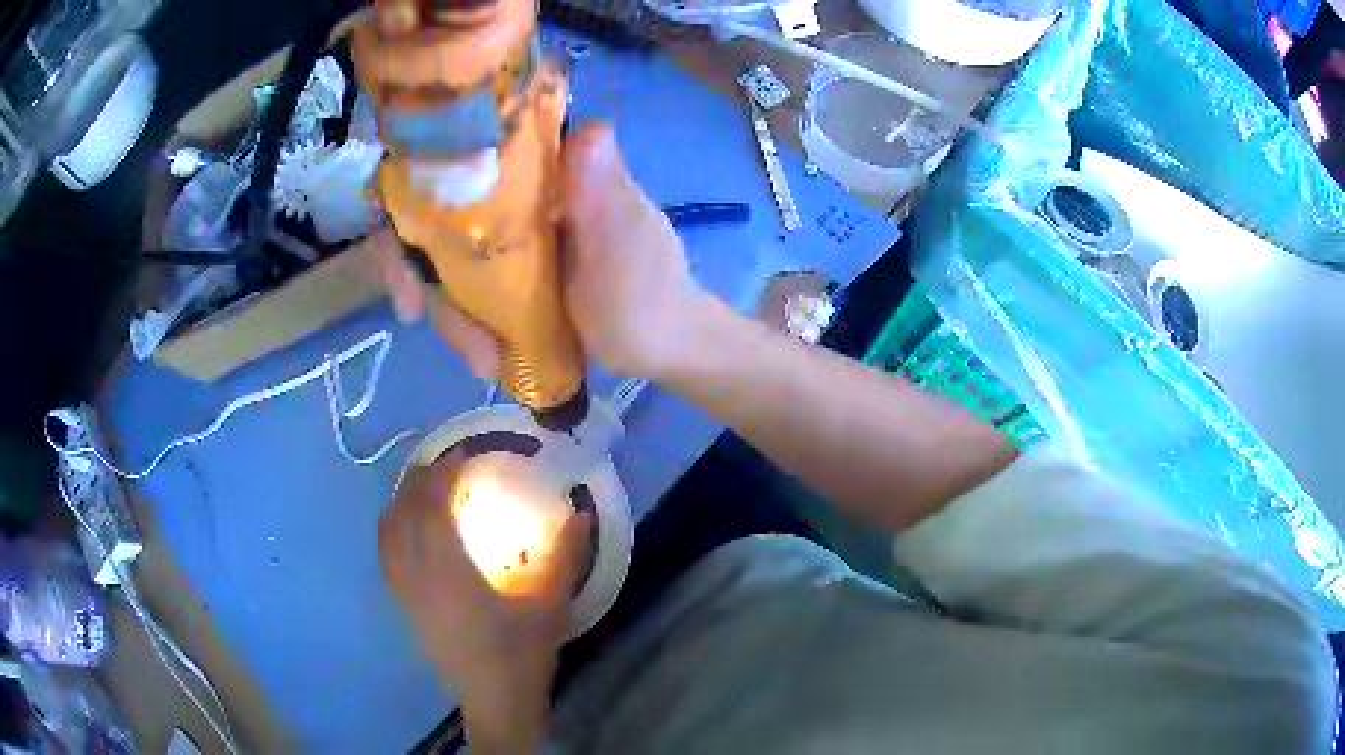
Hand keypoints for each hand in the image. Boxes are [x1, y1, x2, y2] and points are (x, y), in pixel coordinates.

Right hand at [367, 124, 709, 379]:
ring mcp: (509, 236)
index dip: (418, 185)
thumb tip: (590, 131)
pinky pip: (463, 290)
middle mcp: (519, 193)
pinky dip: (464, 324)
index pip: (467, 153)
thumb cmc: (649, 294)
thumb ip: (607, 196)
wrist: (663, 346)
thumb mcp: (626, 247)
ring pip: (444, 258)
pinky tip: (486, 356)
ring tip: (483, 358)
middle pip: (437, 211)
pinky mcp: (507, 274)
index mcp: (549, 171)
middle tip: (412, 309)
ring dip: (450, 313)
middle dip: (413, 263)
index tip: (401, 236)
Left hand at [379, 452, 592, 752]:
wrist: (495, 700)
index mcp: (449, 571)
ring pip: (388, 533)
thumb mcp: (551, 604)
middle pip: (404, 513)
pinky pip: (386, 555)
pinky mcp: (404, 606)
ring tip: (424, 488)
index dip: (444, 474)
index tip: (464, 455)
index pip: (433, 507)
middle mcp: (417, 575)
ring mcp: (406, 592)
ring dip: (402, 502)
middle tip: (445, 464)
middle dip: (420, 480)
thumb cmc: (521, 653)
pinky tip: (410, 530)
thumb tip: (579, 512)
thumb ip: (566, 555)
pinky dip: (393, 529)